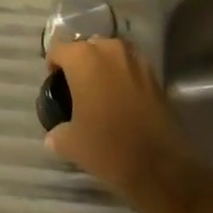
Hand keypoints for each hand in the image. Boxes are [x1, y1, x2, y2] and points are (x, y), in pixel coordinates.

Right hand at [44, 38, 207, 212]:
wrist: (159, 165)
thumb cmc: (106, 146)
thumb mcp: (70, 143)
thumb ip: (57, 133)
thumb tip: (54, 135)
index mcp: (83, 58)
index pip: (59, 50)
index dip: (53, 65)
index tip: (54, 83)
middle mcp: (109, 49)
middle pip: (87, 46)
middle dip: (80, 62)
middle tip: (76, 87)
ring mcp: (135, 59)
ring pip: (111, 53)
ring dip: (103, 66)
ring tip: (100, 91)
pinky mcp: (155, 75)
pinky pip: (130, 66)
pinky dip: (123, 76)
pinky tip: (121, 98)